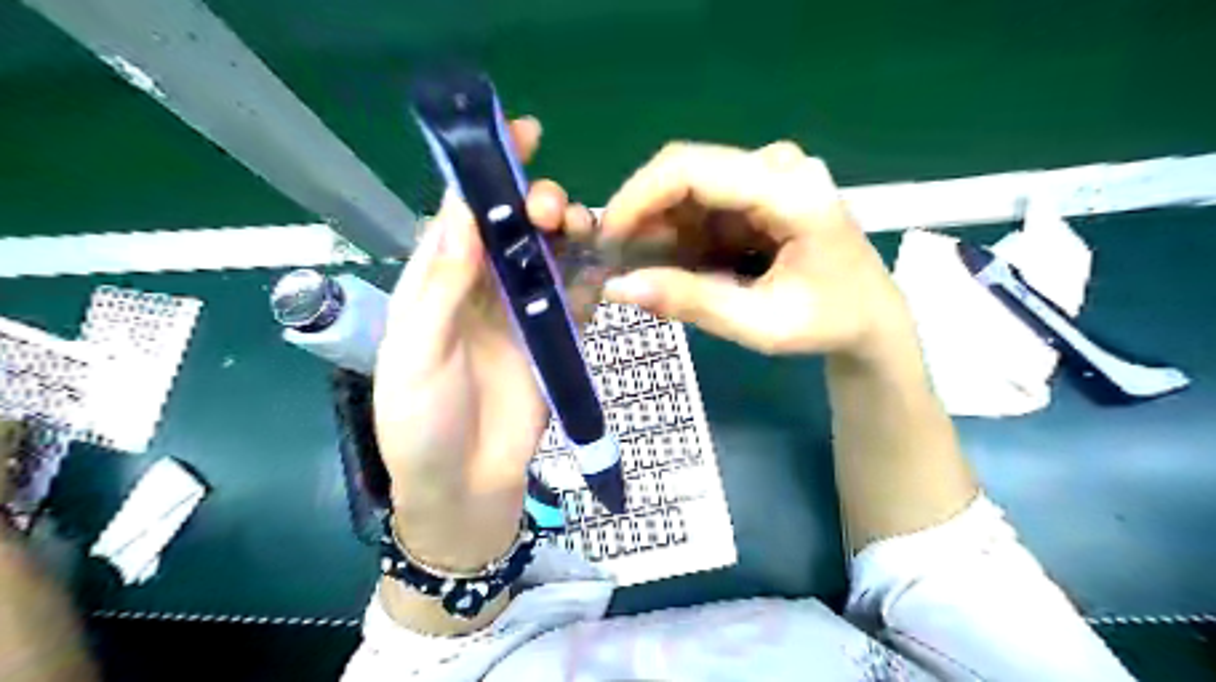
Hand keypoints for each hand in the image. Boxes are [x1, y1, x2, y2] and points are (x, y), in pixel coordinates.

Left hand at [373, 120, 597, 572]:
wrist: (466, 487)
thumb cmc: (424, 424)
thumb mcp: (415, 355)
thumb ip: (440, 287)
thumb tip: (461, 211)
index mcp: (438, 283)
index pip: (462, 214)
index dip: (486, 173)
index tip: (520, 134)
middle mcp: (482, 289)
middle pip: (514, 229)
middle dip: (535, 203)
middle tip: (552, 209)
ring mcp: (523, 314)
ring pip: (551, 256)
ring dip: (568, 234)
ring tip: (581, 230)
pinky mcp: (556, 340)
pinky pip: (578, 298)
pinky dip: (591, 277)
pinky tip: (603, 267)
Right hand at [597, 142, 912, 359]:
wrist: (870, 315)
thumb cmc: (828, 322)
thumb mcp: (761, 324)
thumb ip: (692, 303)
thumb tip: (619, 287)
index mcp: (791, 192)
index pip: (694, 170)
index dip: (638, 198)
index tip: (605, 241)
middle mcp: (778, 166)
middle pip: (685, 171)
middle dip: (642, 215)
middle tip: (617, 262)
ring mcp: (770, 172)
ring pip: (688, 186)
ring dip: (659, 227)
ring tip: (645, 271)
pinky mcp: (759, 187)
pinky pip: (702, 201)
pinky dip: (679, 231)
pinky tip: (675, 264)